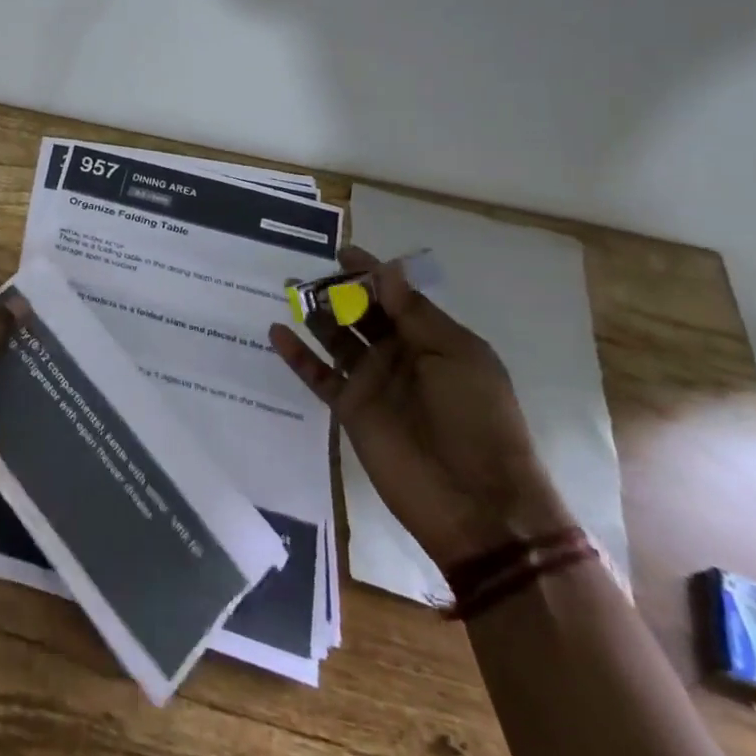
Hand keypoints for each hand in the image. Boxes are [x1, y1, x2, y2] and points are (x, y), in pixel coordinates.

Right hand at [270, 245, 573, 572]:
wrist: (478, 503)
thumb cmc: (478, 419)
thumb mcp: (457, 355)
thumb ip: (414, 313)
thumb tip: (385, 272)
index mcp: (433, 340)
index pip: (396, 297)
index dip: (371, 273)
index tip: (343, 252)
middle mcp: (400, 355)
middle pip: (362, 313)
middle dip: (339, 291)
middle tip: (310, 273)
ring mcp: (373, 382)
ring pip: (336, 338)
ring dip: (315, 315)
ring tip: (289, 290)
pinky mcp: (350, 409)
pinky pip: (318, 375)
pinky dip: (297, 356)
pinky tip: (277, 332)